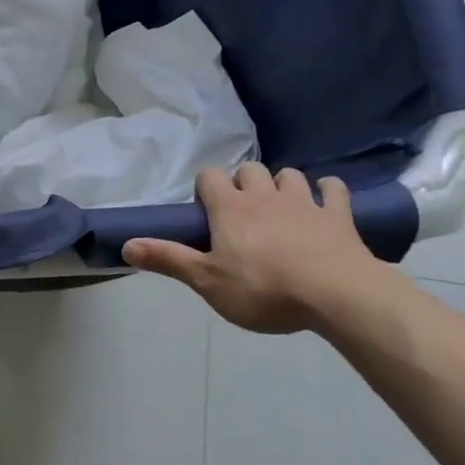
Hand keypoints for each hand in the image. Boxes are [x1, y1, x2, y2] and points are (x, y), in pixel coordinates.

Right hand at [122, 164, 386, 333]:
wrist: (335, 294)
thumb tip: (125, 244)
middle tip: (244, 212)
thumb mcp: (207, 281)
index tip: (208, 212)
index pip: (210, 177)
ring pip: (289, 175)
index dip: (207, 189)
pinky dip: (328, 192)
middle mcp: (264, 194)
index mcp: (230, 207)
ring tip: (281, 207)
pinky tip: (325, 202)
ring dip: (283, 185)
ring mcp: (304, 201)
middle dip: (245, 183)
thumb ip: (168, 259)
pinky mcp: (338, 215)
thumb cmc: (263, 289)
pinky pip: (334, 189)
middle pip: (250, 169)